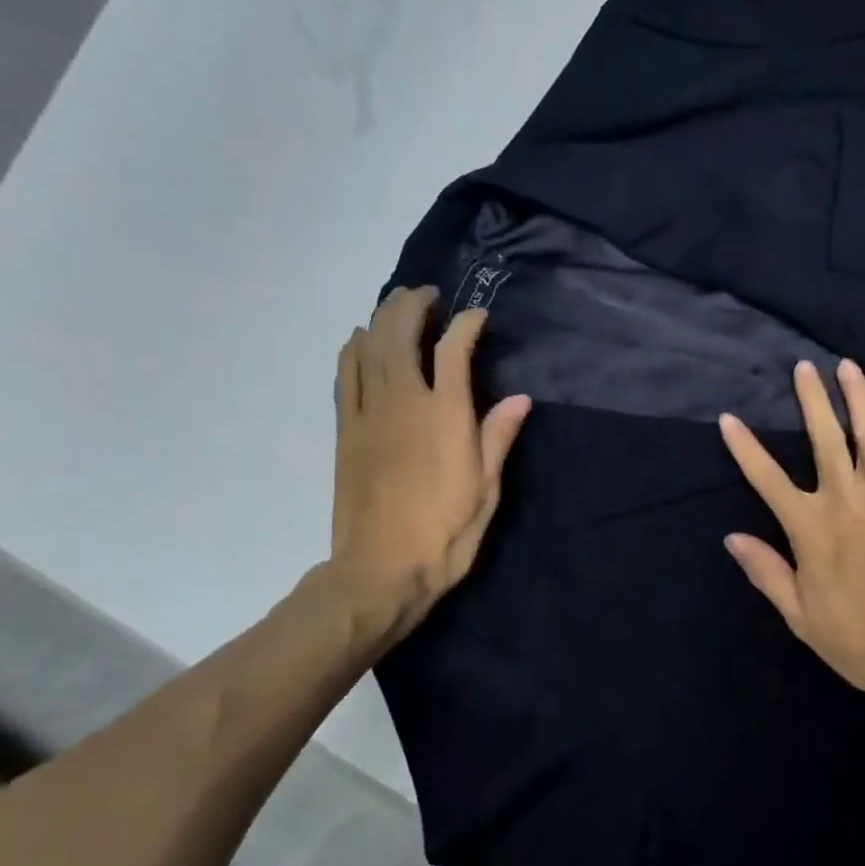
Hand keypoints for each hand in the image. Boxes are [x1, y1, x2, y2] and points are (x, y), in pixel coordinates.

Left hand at [316, 285, 530, 651]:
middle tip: (428, 295)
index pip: (454, 349)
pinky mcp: (346, 431)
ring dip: (382, 318)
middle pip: (401, 334)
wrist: (381, 571)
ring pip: (369, 348)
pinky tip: (360, 341)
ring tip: (396, 306)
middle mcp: (404, 403)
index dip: (466, 323)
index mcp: (446, 416)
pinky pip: (344, 376)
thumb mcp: (487, 490)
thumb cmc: (445, 534)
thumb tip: (520, 398)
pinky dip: (352, 350)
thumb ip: (498, 437)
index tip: (477, 316)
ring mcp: (368, 414)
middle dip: (413, 305)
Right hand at [718, 359, 864, 743]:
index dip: (745, 447)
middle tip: (803, 367)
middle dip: (811, 400)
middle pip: (823, 439)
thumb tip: (732, 537)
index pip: (767, 478)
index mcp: (810, 529)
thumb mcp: (801, 616)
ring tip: (846, 367)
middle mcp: (845, 500)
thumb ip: (767, 571)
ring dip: (856, 398)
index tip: (729, 418)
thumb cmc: (862, 640)